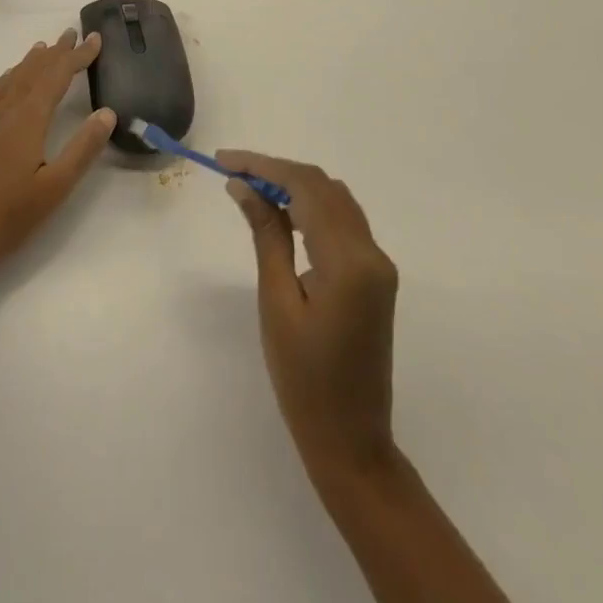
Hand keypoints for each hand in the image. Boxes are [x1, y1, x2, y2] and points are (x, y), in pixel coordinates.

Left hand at [0, 30, 115, 286]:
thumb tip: (107, 112)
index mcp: (26, 120)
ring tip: (44, 48)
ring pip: (9, 79)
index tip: (94, 39)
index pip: (56, 77)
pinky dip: (6, 78)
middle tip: (72, 34)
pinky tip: (8, 81)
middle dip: (55, 52)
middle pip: (32, 72)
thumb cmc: (10, 218)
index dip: (76, 57)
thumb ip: (83, 148)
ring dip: (30, 62)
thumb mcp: (56, 188)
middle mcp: (2, 111)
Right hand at [218, 150, 399, 484]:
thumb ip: (266, 236)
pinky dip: (311, 207)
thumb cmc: (304, 379)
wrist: (350, 441)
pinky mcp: (374, 276)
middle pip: (323, 187)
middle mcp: (372, 253)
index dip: (263, 166)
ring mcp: (378, 264)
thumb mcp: (277, 302)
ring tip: (250, 188)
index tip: (224, 161)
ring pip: (335, 200)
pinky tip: (281, 213)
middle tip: (232, 173)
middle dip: (277, 172)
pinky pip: (342, 222)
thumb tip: (243, 186)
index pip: (306, 188)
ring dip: (294, 186)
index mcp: (349, 261)